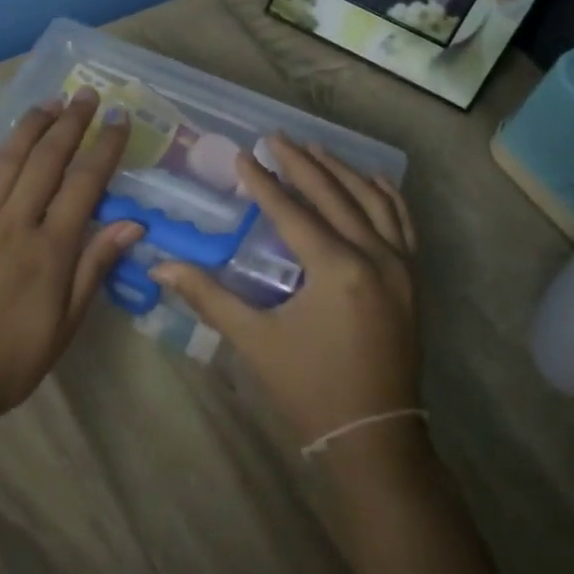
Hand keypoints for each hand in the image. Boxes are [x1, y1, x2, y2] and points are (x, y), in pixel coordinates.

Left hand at [0, 87, 142, 430]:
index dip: (105, 148)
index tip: (119, 120)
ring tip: (49, 102)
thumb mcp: (65, 325)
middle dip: (70, 124)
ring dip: (29, 128)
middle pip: (47, 162)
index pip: (85, 185)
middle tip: (88, 96)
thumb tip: (133, 224)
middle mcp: (15, 224)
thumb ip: (95, 269)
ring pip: (6, 163)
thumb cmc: (10, 362)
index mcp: (50, 250)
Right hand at [151, 136, 419, 447]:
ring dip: (342, 172)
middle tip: (276, 138)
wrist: (373, 435)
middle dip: (303, 164)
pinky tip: (371, 181)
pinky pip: (402, 223)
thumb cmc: (309, 387)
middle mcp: (375, 256)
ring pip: (373, 201)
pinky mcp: (412, 279)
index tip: (243, 155)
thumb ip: (209, 297)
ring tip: (315, 149)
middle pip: (335, 195)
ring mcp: (401, 266)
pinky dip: (385, 196)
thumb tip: (160, 268)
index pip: (293, 212)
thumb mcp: (255, 340)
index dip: (264, 183)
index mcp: (337, 269)